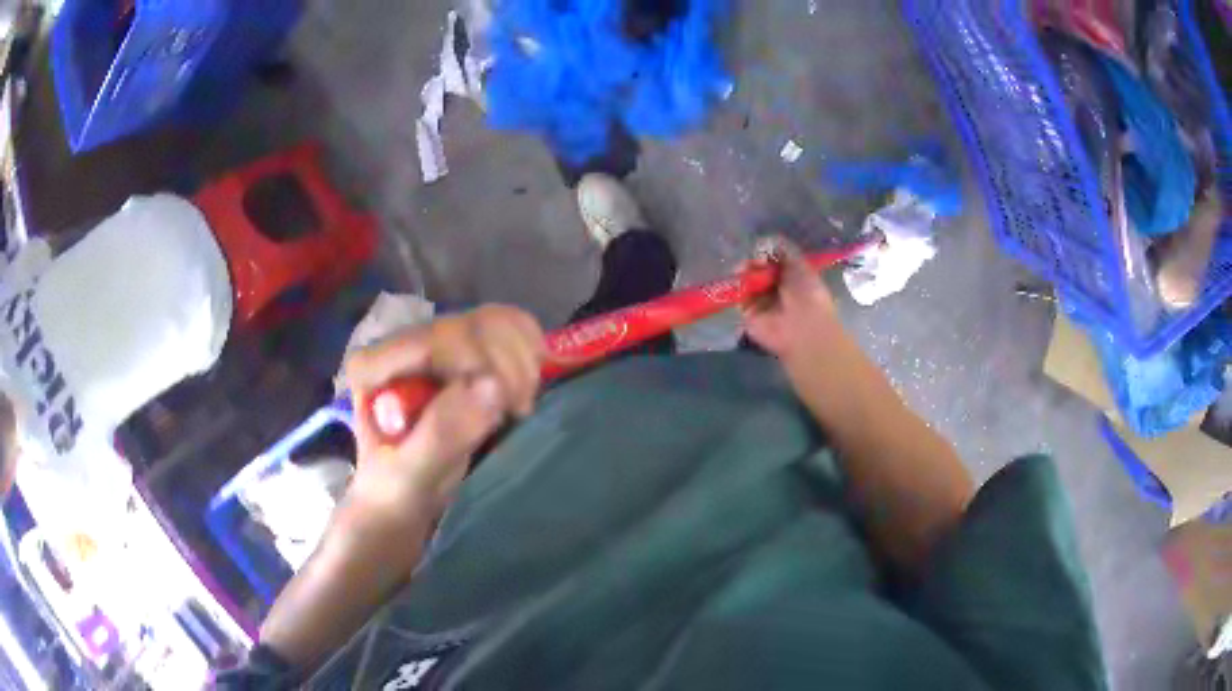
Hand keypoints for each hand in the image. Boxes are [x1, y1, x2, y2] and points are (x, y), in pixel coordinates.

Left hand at [343, 305, 545, 512]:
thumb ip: (443, 433)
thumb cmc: (398, 491)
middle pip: (472, 326)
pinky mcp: (461, 349)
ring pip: (496, 322)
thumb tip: (492, 385)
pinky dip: (530, 353)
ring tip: (518, 408)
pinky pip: (509, 327)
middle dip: (508, 368)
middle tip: (516, 413)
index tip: (503, 408)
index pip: (436, 340)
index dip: (480, 365)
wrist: (401, 499)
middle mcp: (402, 342)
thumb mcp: (413, 474)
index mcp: (374, 365)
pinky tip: (523, 390)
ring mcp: (434, 342)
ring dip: (523, 362)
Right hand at [740, 238, 841, 362]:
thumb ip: (782, 248)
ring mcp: (760, 302)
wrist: (803, 327)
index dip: (765, 252)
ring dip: (744, 271)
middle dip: (753, 260)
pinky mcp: (747, 313)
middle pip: (757, 268)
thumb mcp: (800, 264)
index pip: (772, 259)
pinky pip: (738, 296)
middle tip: (754, 260)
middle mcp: (775, 289)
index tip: (763, 251)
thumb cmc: (807, 294)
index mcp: (791, 277)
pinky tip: (740, 279)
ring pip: (746, 280)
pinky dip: (737, 286)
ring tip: (745, 268)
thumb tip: (763, 242)